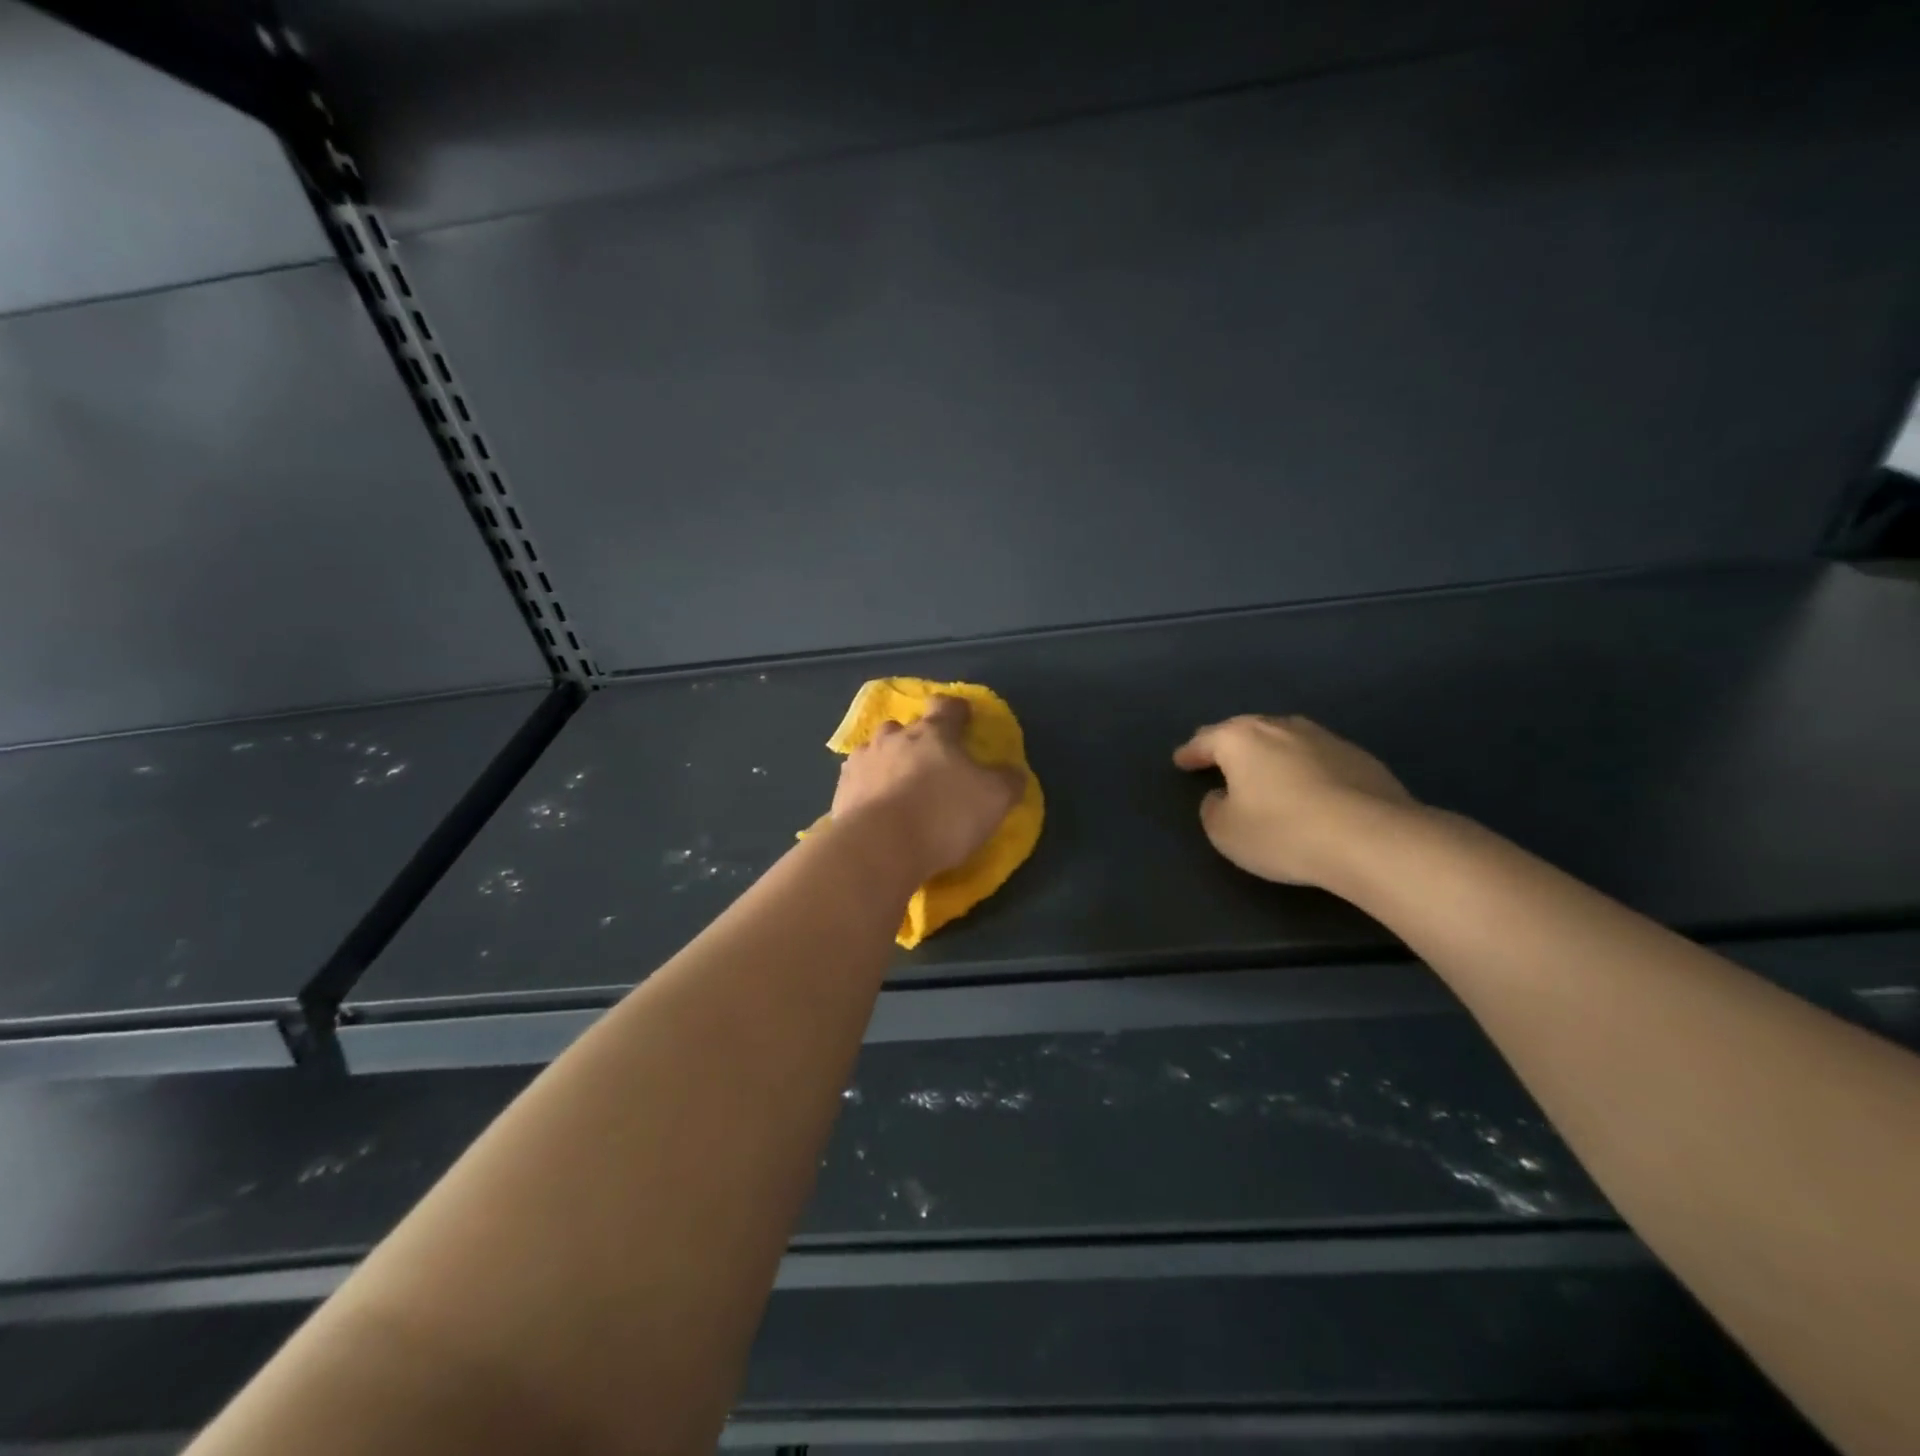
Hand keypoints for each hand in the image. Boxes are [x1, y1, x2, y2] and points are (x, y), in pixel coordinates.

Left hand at [832, 696, 1024, 879]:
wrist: (879, 847)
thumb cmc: (943, 815)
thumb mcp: (994, 799)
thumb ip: (1007, 781)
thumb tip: (1013, 772)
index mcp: (933, 733)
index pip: (946, 707)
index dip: (957, 710)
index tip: (964, 718)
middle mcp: (894, 738)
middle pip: (904, 727)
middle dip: (915, 738)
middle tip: (928, 761)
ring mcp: (863, 762)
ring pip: (876, 750)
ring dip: (887, 760)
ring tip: (896, 784)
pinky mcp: (841, 791)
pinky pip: (857, 780)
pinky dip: (867, 788)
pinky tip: (874, 806)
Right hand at [1173, 715, 1417, 887]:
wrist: (1371, 838)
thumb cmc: (1282, 831)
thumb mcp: (1225, 831)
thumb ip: (1213, 808)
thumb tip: (1222, 796)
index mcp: (1241, 739)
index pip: (1206, 740)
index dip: (1191, 752)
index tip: (1181, 760)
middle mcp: (1281, 728)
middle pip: (1247, 730)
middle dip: (1230, 744)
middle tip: (1217, 756)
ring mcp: (1324, 738)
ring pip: (1285, 739)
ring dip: (1271, 752)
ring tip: (1264, 770)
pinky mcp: (1360, 758)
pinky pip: (1318, 758)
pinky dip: (1305, 768)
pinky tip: (1308, 788)